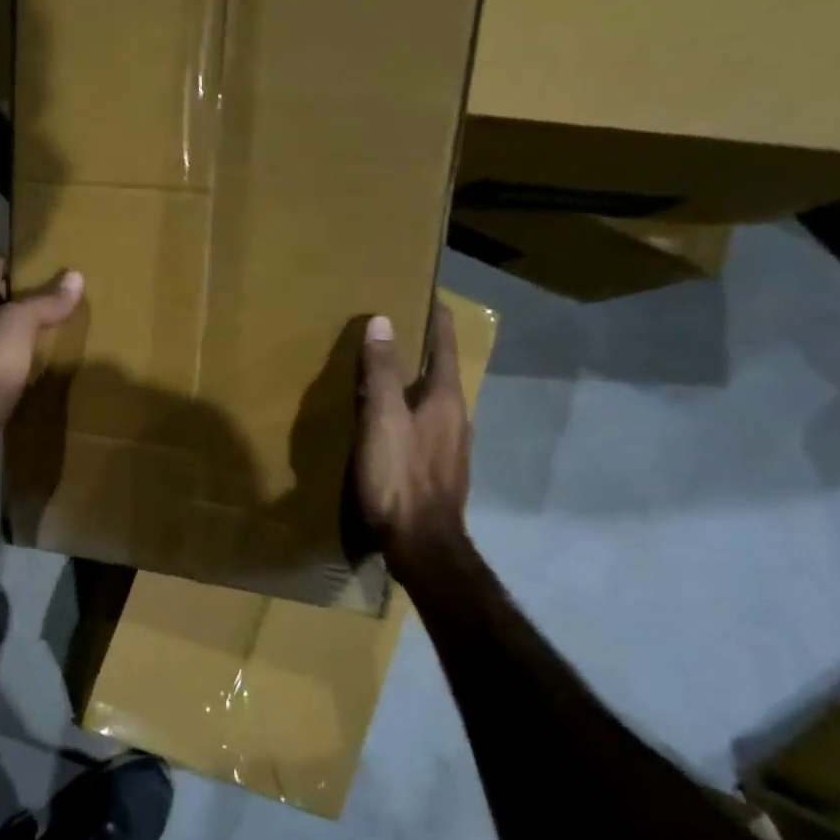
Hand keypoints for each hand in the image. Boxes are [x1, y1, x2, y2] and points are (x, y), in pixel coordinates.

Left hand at [0, 258, 83, 481]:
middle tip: (54, 289)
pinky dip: (24, 359)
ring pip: (1, 335)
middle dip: (19, 296)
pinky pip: (7, 364)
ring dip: (22, 329)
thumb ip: (44, 303)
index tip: (36, 258)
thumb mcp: (18, 326)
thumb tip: (75, 276)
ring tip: (53, 323)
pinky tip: (42, 362)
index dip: (10, 262)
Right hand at [355, 303, 471, 563]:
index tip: (427, 294)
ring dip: (416, 382)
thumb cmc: (400, 477)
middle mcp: (457, 417)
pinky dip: (411, 410)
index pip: (445, 345)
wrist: (422, 544)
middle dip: (423, 350)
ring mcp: (452, 446)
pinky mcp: (440, 469)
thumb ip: (382, 372)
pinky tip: (392, 422)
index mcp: (446, 399)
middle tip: (395, 330)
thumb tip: (383, 320)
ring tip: (388, 374)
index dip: (437, 318)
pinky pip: (426, 425)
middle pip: (442, 372)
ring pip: (434, 400)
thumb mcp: (383, 420)